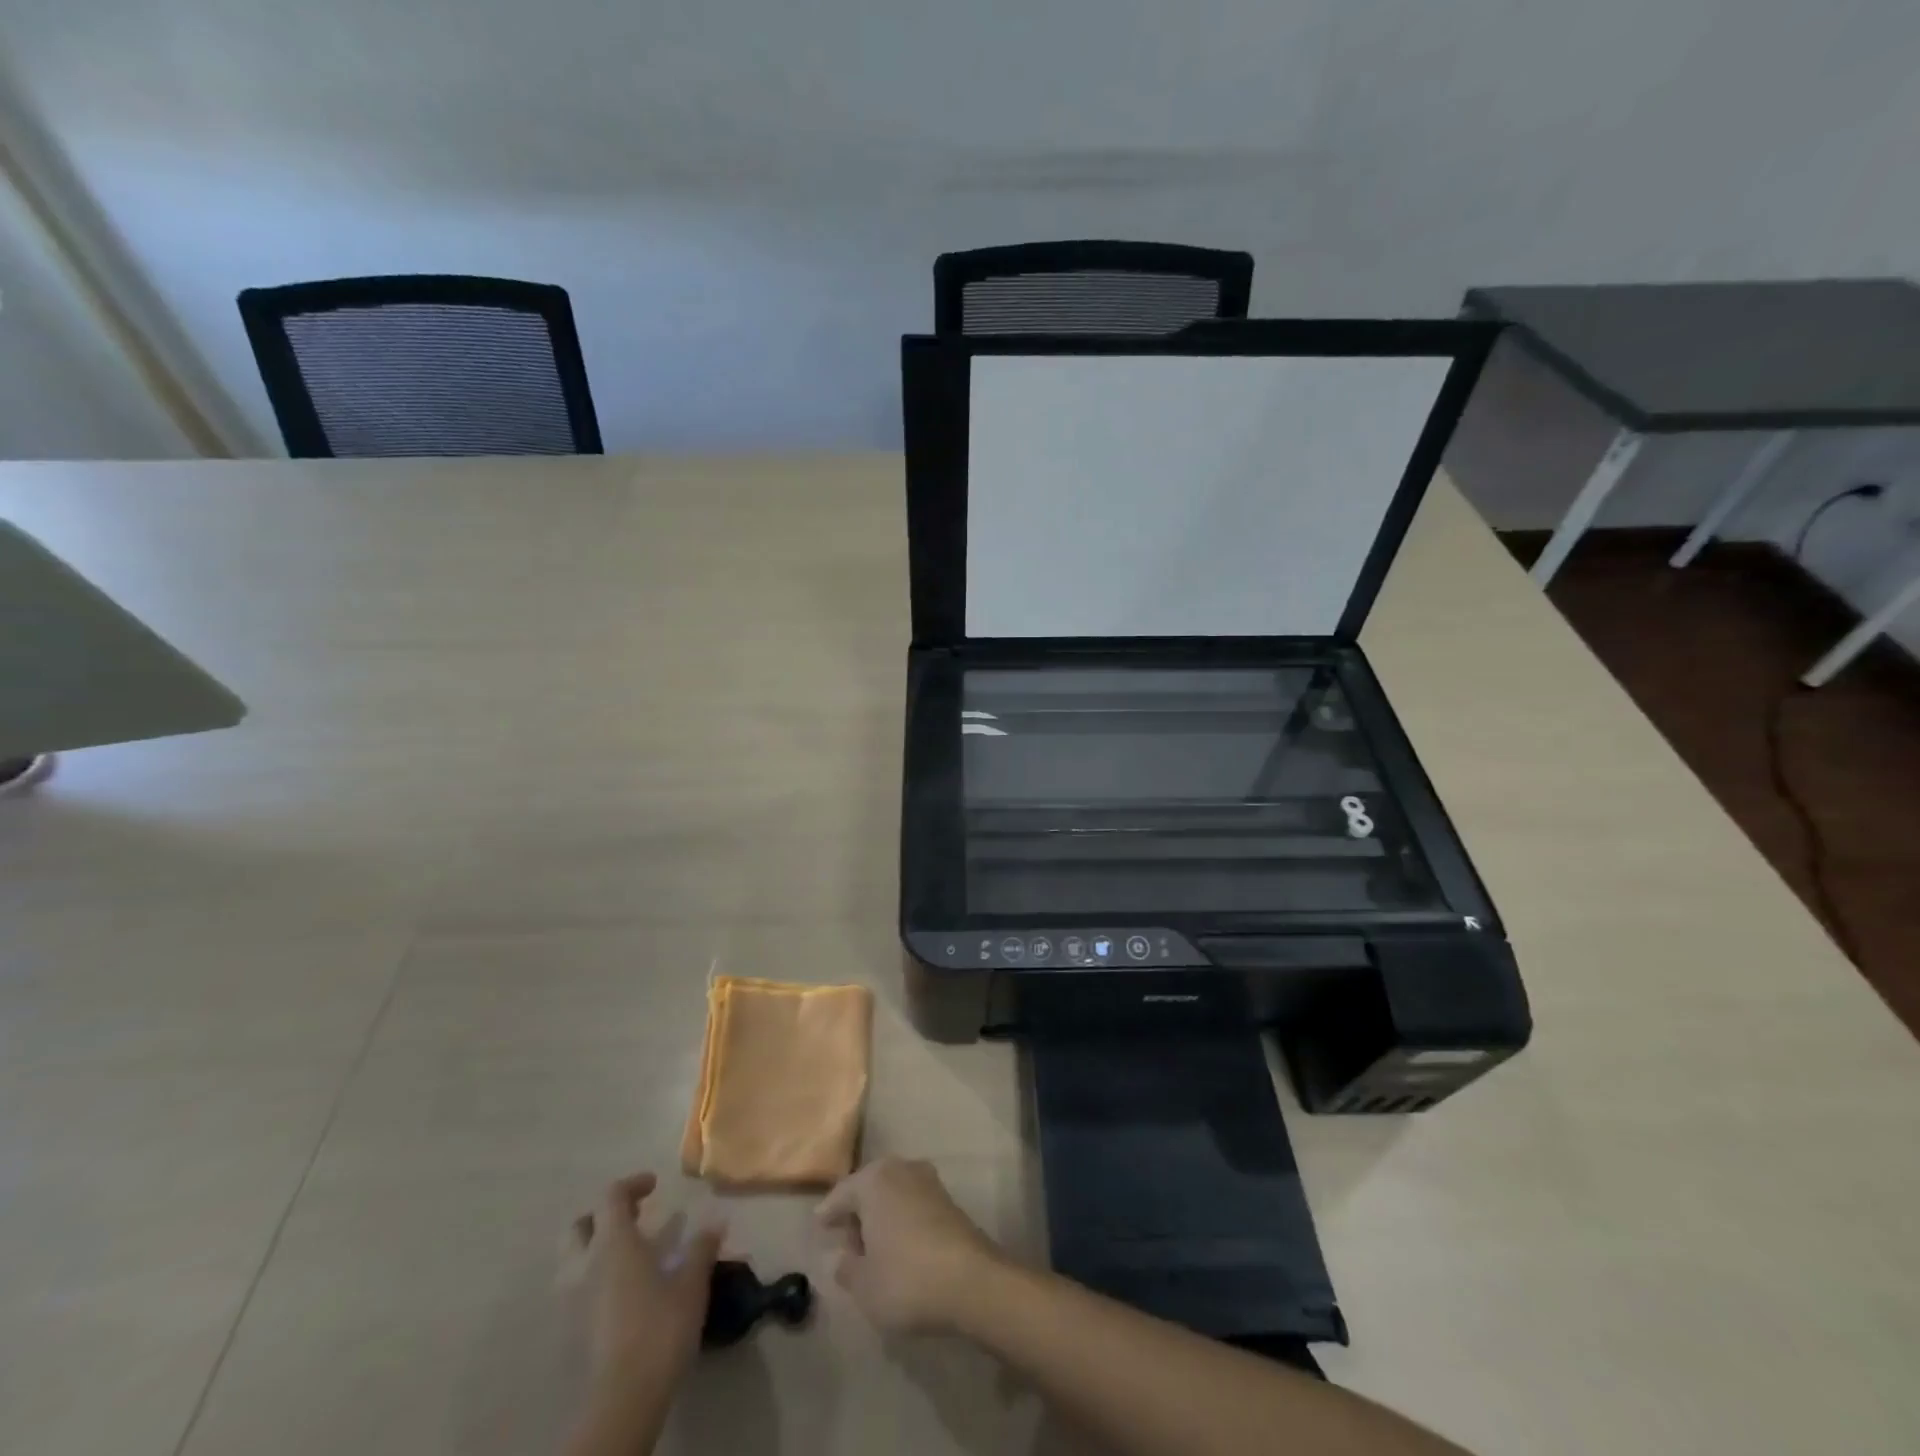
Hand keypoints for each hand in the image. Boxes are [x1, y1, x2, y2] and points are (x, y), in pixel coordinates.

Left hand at [571, 1173, 723, 1392]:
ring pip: (573, 1259)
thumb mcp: (691, 1283)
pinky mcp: (569, 1330)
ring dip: (596, 1248)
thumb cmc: (660, 1328)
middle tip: (633, 1218)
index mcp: (612, 1243)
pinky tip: (621, 1292)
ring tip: (628, 1255)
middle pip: (580, 1225)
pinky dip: (594, 1278)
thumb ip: (701, 1248)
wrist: (623, 1398)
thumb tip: (716, 1220)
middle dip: (604, 1215)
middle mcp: (584, 1265)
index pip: (611, 1196)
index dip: (632, 1184)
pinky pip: (576, 1289)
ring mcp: (571, 1300)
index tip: (655, 1186)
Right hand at [814, 1156, 1001, 1333]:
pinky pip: (913, 1204)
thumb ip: (847, 1269)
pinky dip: (902, 1220)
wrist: (972, 1281)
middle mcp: (901, 1169)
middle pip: (869, 1188)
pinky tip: (900, 1247)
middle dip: (857, 1213)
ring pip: (893, 1194)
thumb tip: (844, 1258)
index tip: (820, 1225)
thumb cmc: (906, 1279)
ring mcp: (928, 1181)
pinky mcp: (949, 1200)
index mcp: (874, 1180)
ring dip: (882, 1216)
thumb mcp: (864, 1285)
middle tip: (847, 1243)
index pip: (842, 1193)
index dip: (829, 1212)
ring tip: (873, 1249)